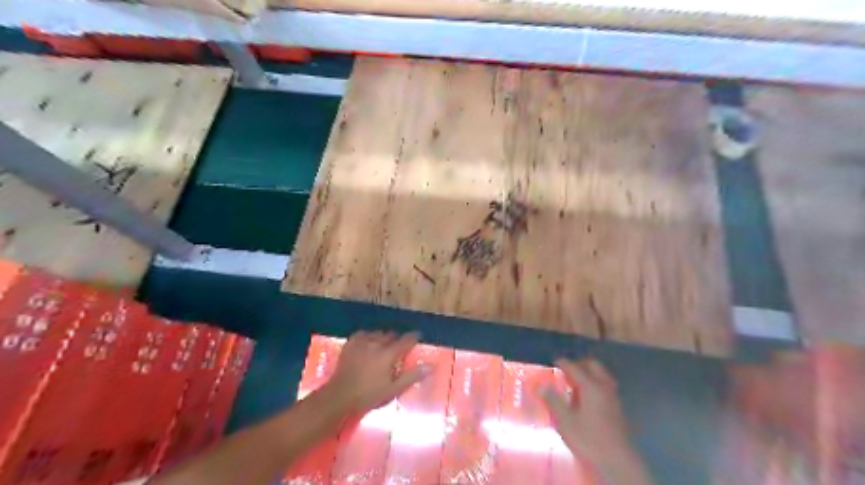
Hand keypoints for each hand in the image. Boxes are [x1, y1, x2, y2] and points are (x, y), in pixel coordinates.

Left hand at [324, 332, 431, 415]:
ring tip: (384, 346)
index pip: (406, 340)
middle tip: (399, 348)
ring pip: (378, 333)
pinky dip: (369, 336)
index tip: (418, 336)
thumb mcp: (394, 389)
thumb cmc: (369, 395)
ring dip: (383, 337)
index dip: (414, 337)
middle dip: (397, 339)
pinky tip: (369, 342)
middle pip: (391, 335)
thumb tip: (431, 366)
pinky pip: (363, 333)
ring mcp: (362, 342)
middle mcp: (377, 343)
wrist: (340, 396)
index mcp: (389, 354)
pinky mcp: (351, 343)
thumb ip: (412, 376)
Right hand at [539, 357, 656, 484]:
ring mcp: (613, 397)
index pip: (574, 367)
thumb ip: (553, 401)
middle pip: (593, 365)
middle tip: (565, 369)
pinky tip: (587, 395)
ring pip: (602, 375)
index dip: (563, 362)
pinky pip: (605, 385)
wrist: (618, 462)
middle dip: (579, 363)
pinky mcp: (617, 408)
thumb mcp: (565, 421)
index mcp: (591, 387)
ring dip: (589, 372)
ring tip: (575, 381)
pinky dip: (595, 382)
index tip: (553, 361)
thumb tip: (541, 386)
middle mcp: (604, 387)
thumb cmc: (589, 440)